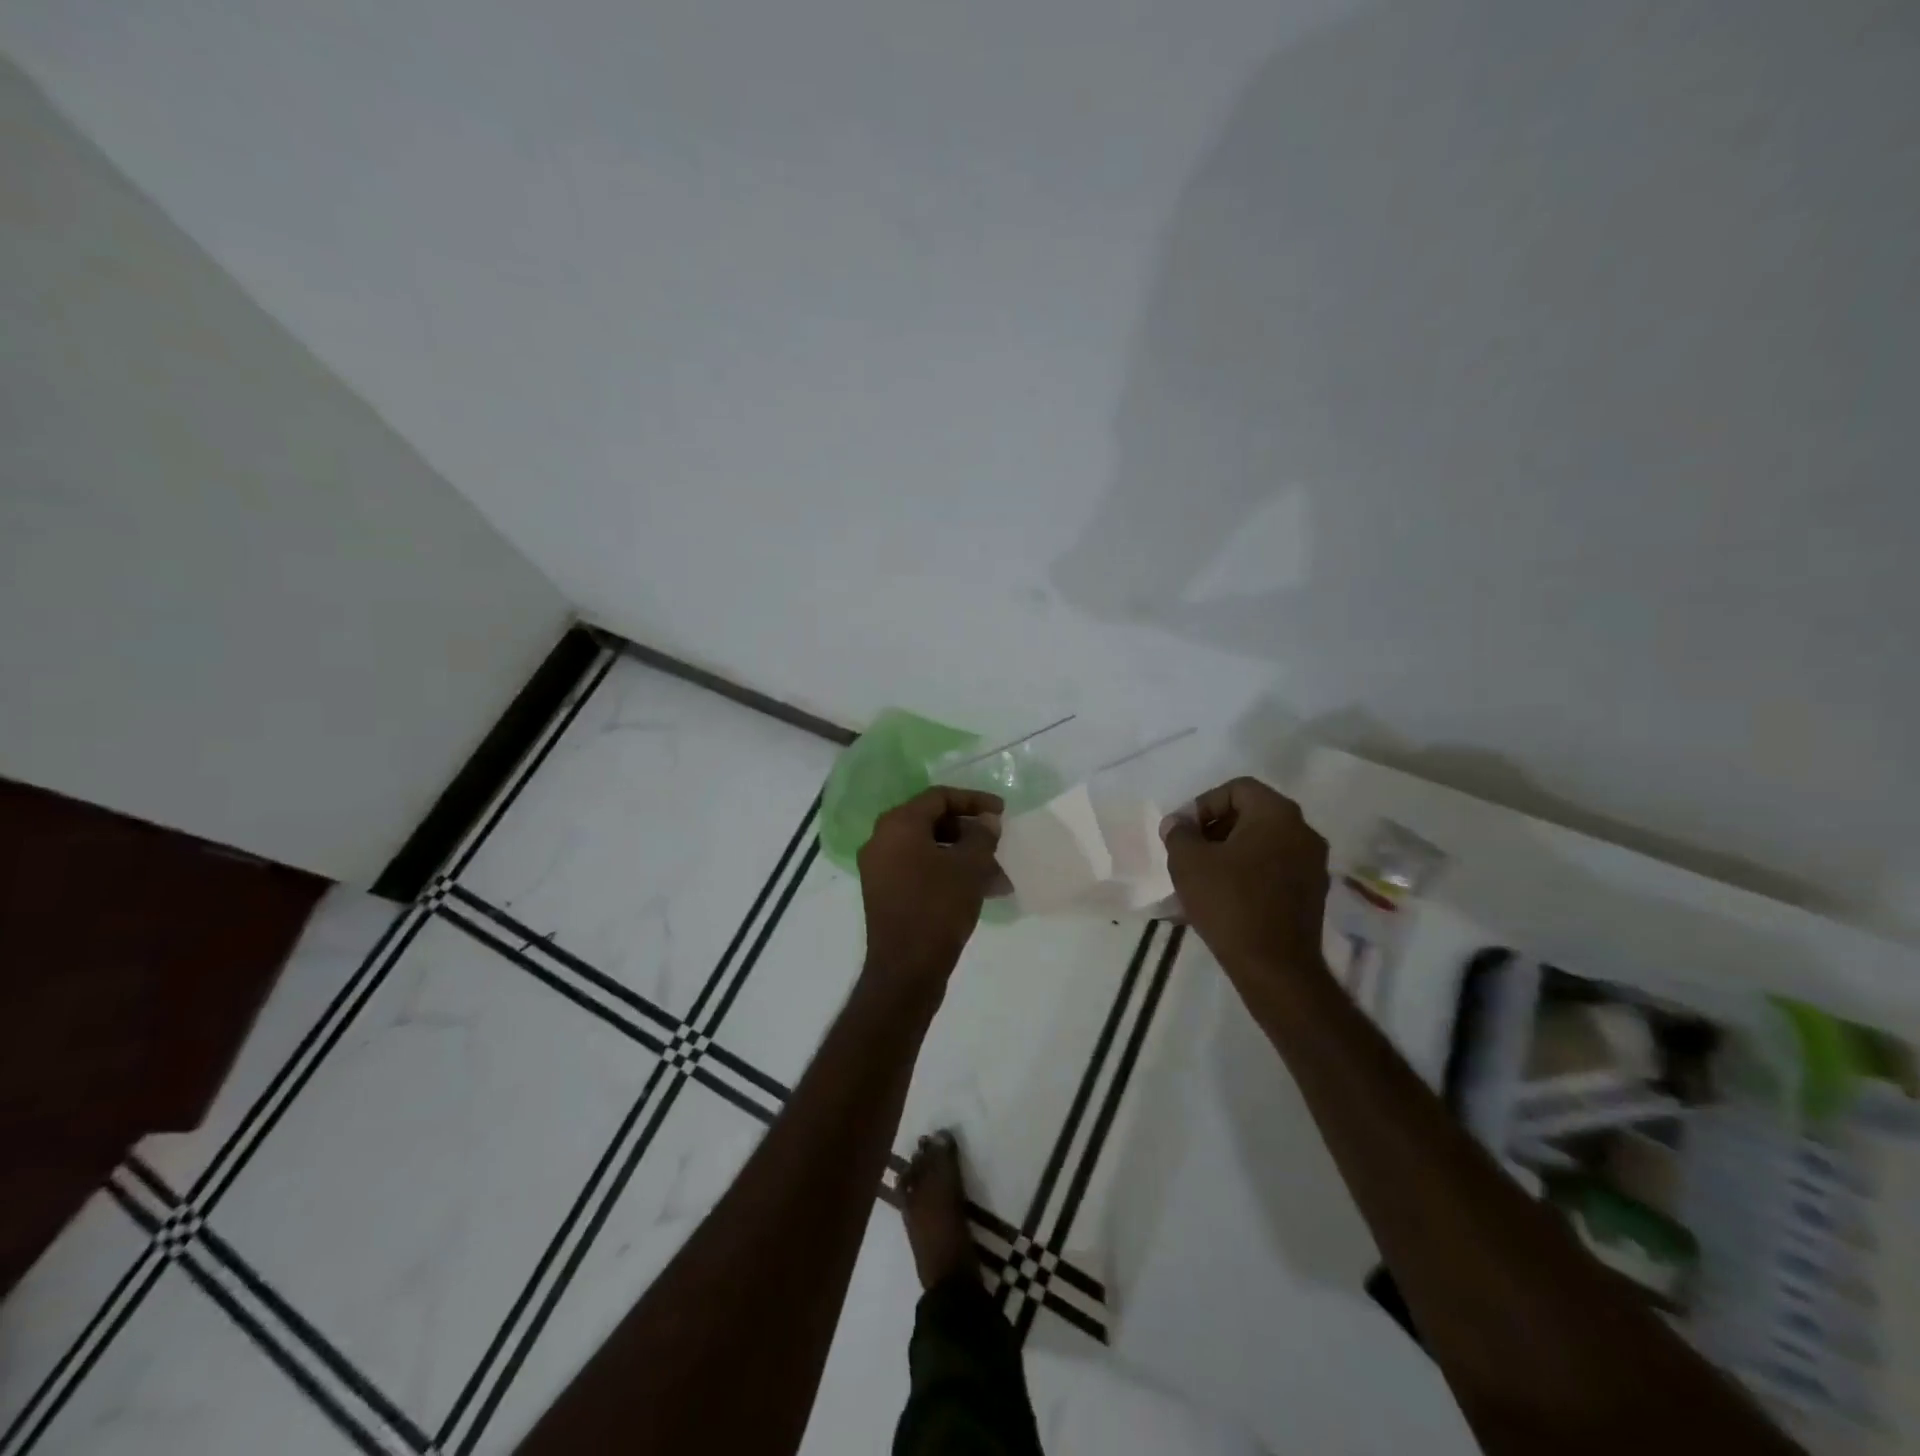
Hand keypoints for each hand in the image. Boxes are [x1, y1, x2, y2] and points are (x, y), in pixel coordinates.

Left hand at [858, 787, 1004, 990]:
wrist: (905, 969)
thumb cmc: (938, 908)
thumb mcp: (970, 867)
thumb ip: (982, 835)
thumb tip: (986, 821)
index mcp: (898, 824)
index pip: (939, 797)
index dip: (974, 800)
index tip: (1002, 812)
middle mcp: (882, 840)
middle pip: (931, 821)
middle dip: (969, 831)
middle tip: (997, 842)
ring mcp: (879, 868)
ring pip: (928, 849)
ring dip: (962, 856)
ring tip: (996, 875)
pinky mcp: (884, 893)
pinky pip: (919, 870)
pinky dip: (947, 873)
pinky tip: (978, 891)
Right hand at [1161, 777, 1328, 977]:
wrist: (1275, 967)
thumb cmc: (1229, 903)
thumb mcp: (1188, 862)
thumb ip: (1179, 834)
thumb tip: (1178, 824)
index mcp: (1277, 814)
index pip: (1237, 789)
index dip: (1203, 804)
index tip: (1183, 831)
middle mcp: (1303, 832)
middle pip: (1252, 814)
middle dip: (1215, 828)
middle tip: (1188, 851)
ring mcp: (1313, 865)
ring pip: (1263, 843)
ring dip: (1230, 852)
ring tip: (1200, 876)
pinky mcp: (1312, 894)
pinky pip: (1273, 869)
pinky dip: (1248, 873)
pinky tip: (1222, 896)